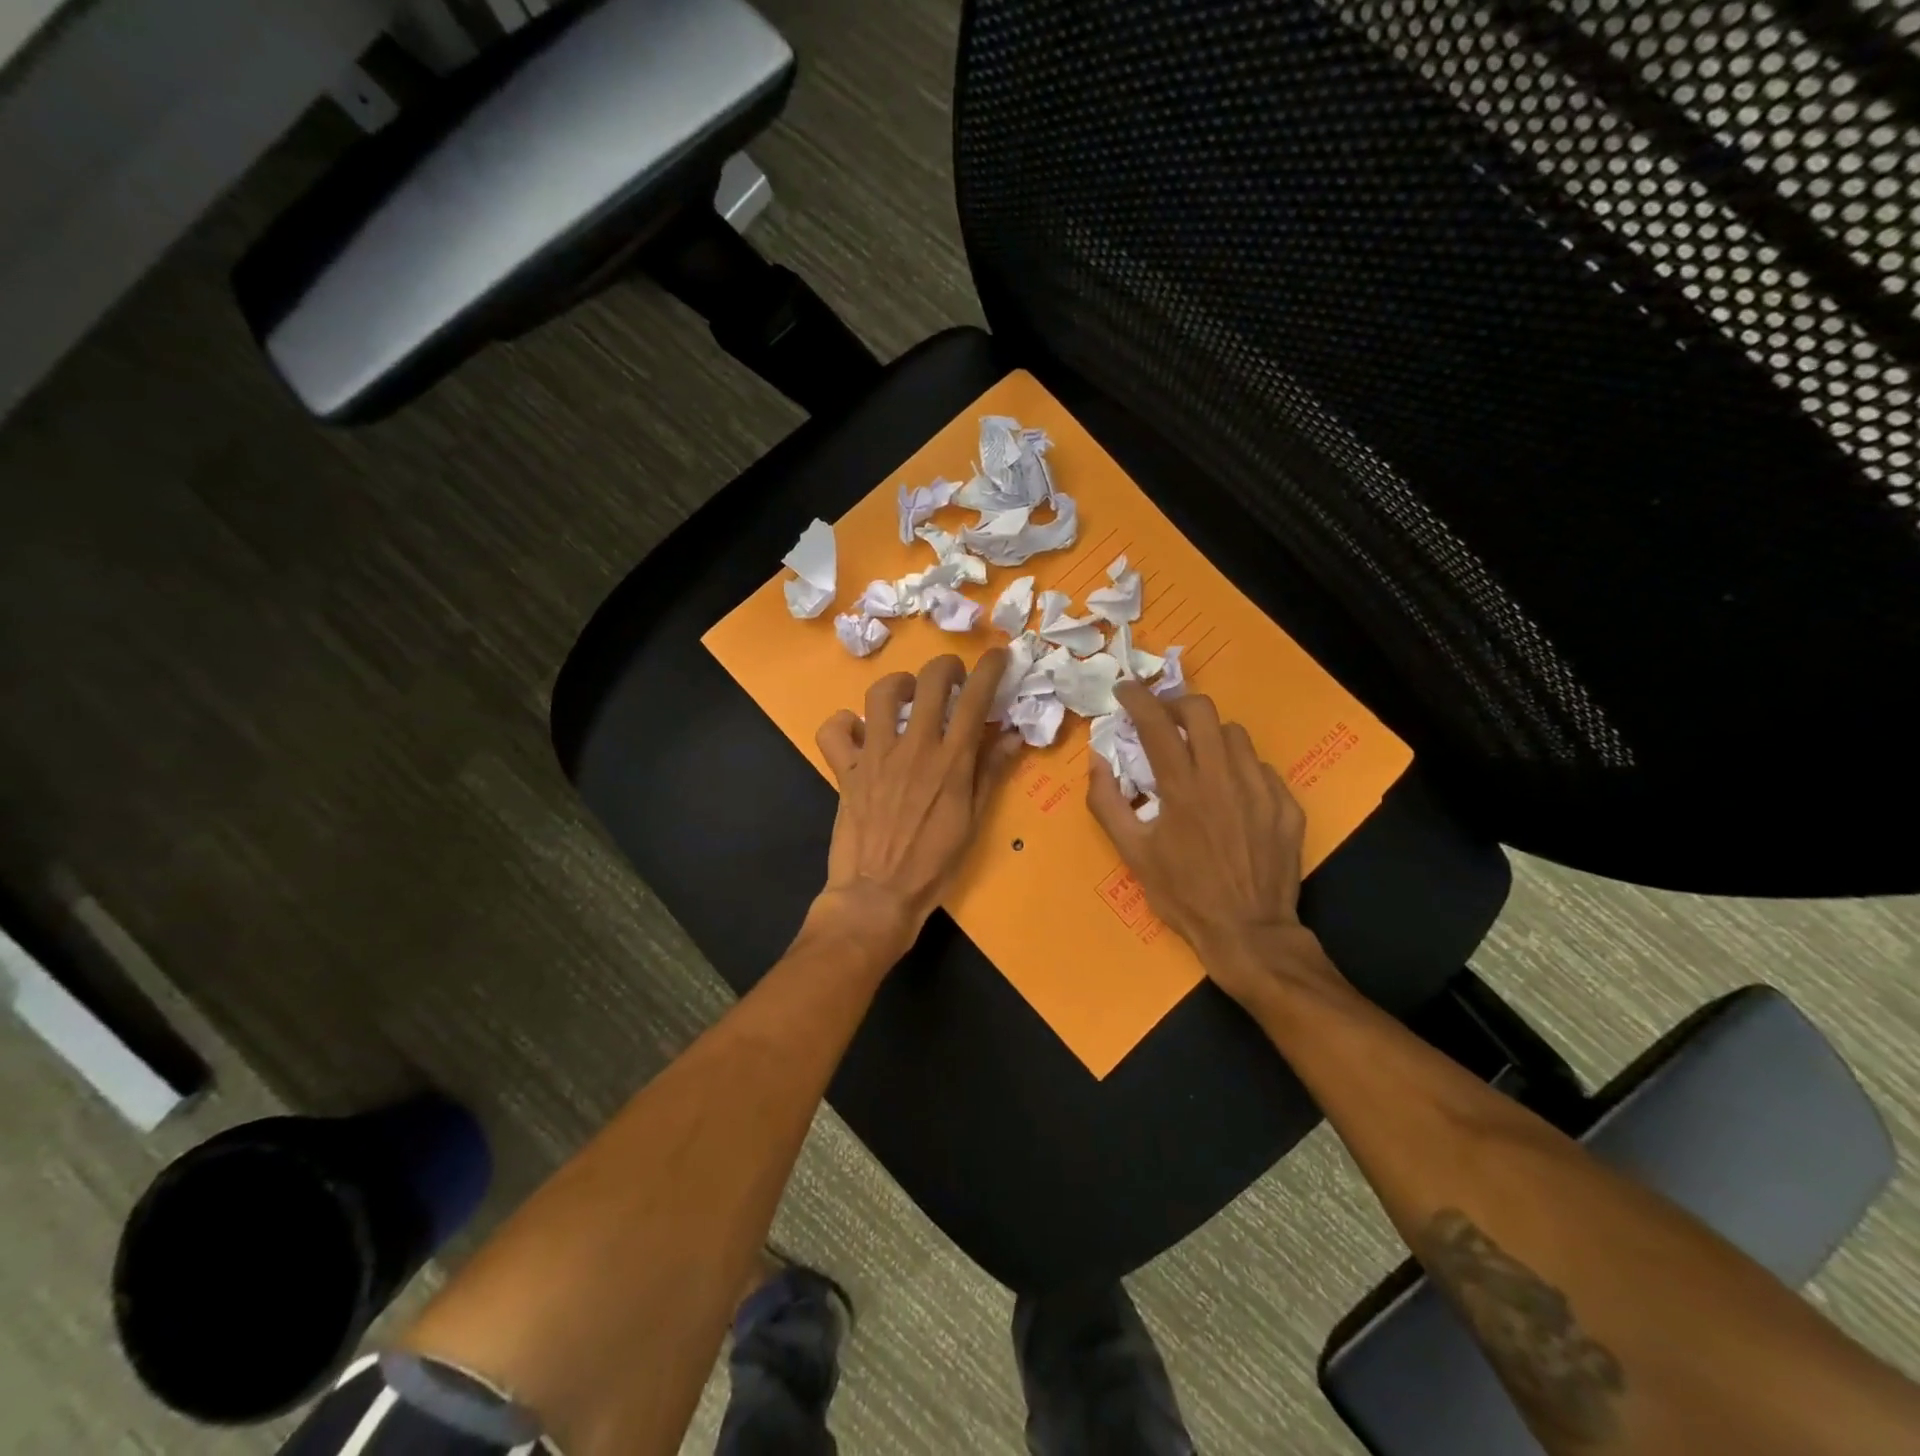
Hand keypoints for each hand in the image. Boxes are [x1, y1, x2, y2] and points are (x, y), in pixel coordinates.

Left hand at [814, 649, 1023, 951]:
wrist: (878, 895)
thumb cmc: (933, 865)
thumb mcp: (972, 821)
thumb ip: (990, 772)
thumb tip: (1011, 735)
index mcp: (950, 761)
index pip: (974, 699)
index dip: (989, 669)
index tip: (998, 656)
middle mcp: (913, 748)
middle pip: (929, 681)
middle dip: (945, 667)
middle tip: (951, 678)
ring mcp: (875, 756)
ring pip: (881, 694)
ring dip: (899, 685)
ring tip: (908, 697)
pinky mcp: (845, 770)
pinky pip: (835, 731)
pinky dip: (845, 725)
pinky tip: (859, 733)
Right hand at [1087, 682, 1331, 1006]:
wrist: (1249, 933)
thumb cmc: (1183, 894)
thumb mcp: (1132, 853)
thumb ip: (1107, 802)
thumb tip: (1097, 760)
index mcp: (1182, 787)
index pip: (1155, 722)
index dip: (1136, 698)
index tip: (1123, 690)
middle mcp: (1224, 776)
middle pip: (1202, 710)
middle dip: (1175, 703)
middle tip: (1161, 719)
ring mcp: (1261, 788)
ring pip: (1235, 734)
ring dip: (1209, 736)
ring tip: (1198, 758)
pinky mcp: (1286, 804)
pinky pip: (1260, 767)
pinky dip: (1239, 768)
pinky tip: (1231, 795)